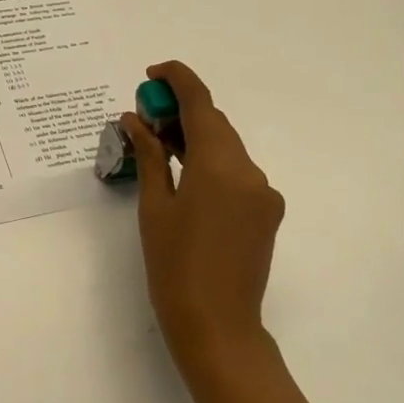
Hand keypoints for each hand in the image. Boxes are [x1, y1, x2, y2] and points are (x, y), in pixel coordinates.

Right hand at [125, 61, 285, 365]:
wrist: (217, 326)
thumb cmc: (174, 266)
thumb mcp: (154, 206)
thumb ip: (150, 155)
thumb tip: (135, 120)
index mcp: (219, 165)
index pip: (200, 102)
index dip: (177, 79)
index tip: (151, 75)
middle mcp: (250, 171)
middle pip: (215, 123)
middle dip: (181, 111)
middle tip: (144, 118)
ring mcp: (264, 193)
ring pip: (227, 147)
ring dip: (196, 137)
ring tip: (159, 147)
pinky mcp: (268, 212)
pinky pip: (237, 172)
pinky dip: (211, 162)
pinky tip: (185, 177)